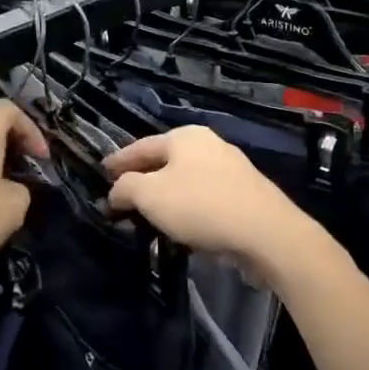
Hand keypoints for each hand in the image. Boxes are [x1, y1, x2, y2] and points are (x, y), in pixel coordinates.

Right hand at [104, 126, 321, 283]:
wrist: (266, 232)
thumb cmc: (200, 206)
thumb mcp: (150, 196)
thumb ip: (126, 188)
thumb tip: (116, 191)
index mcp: (184, 137)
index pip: (140, 146)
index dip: (118, 161)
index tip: (102, 173)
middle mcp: (209, 145)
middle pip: (165, 161)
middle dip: (142, 178)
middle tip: (122, 195)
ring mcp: (231, 169)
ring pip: (186, 179)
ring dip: (165, 195)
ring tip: (148, 213)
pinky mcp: (245, 194)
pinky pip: (204, 196)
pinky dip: (187, 206)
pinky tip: (181, 224)